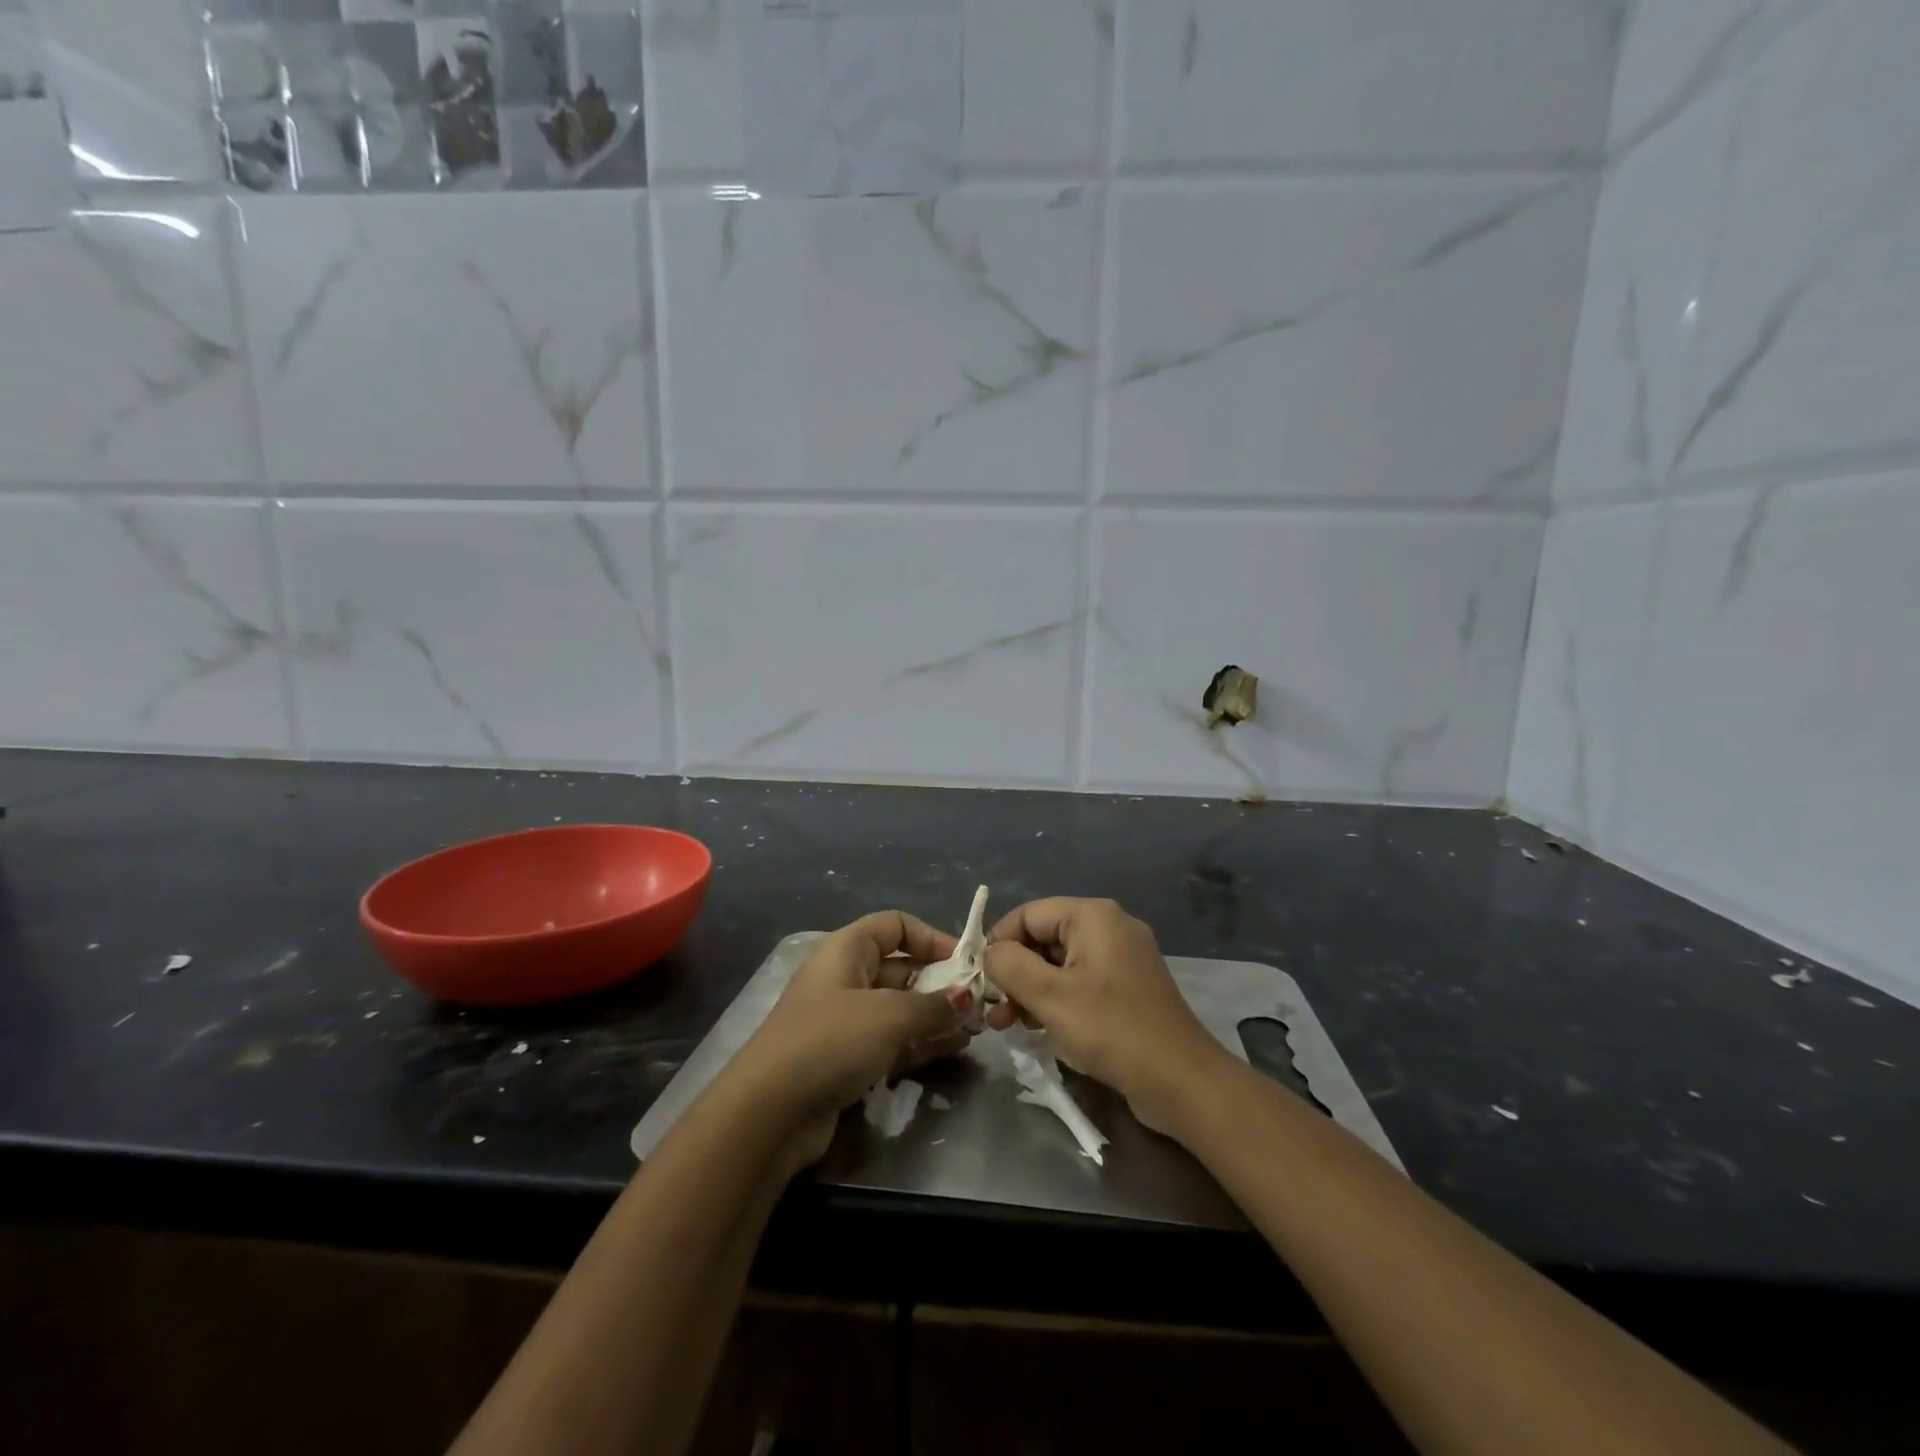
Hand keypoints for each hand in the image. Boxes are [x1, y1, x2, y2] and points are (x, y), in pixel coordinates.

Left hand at [730, 911, 972, 1173]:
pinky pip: (893, 1040)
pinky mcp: (847, 1058)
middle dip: (942, 982)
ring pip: (901, 1008)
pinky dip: (922, 1042)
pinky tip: (954, 1049)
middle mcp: (846, 977)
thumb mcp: (889, 1016)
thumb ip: (934, 1005)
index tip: (966, 960)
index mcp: (847, 949)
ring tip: (976, 1029)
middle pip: (902, 968)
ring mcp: (846, 1020)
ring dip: (937, 1016)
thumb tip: (968, 998)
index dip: (932, 937)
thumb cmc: (831, 1041)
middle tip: (980, 1003)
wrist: (769, 1112)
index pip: (896, 925)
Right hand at [984, 898, 1228, 1136]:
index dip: (999, 942)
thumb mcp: (1050, 996)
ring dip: (1030, 990)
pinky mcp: (1127, 988)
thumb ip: (1010, 965)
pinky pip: (1079, 982)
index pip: (1028, 914)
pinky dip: (1055, 1000)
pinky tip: (1037, 1028)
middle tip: (993, 1010)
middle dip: (1013, 972)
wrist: (1182, 1082)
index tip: (979, 979)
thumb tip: (991, 953)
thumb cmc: (1112, 1029)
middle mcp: (1109, 927)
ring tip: (1007, 1026)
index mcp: (1093, 916)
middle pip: (1043, 937)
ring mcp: (1121, 958)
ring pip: (1059, 963)